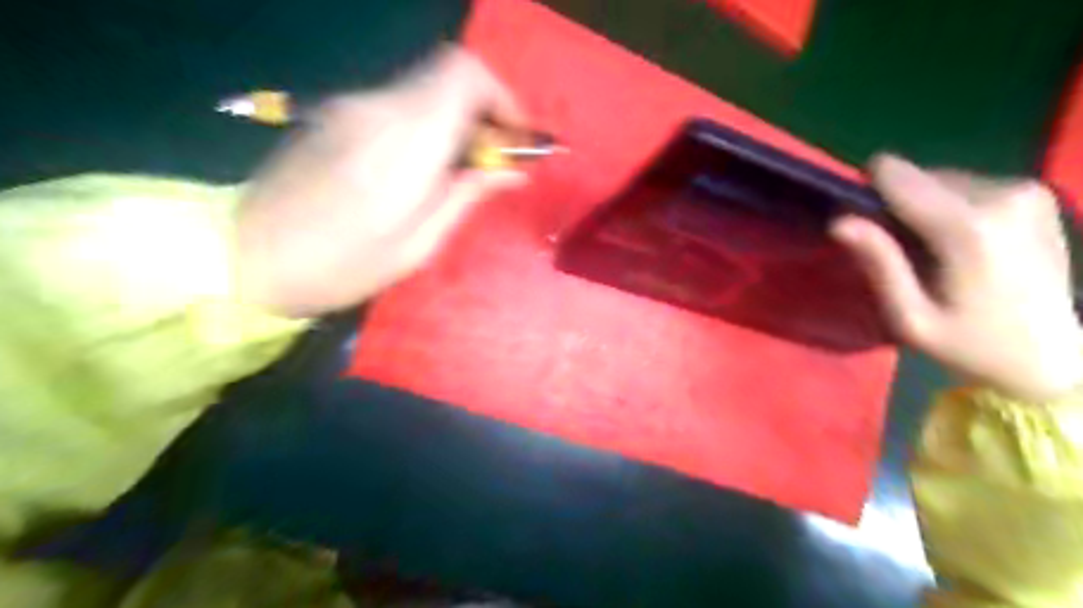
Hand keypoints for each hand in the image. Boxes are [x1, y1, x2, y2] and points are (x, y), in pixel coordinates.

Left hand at [235, 47, 528, 317]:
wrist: (244, 257)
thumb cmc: (339, 266)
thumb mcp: (418, 245)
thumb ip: (467, 195)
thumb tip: (513, 170)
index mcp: (402, 141)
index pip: (463, 74)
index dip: (502, 97)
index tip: (515, 139)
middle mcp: (377, 107)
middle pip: (449, 75)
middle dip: (485, 110)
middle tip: (497, 160)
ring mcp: (351, 106)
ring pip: (426, 89)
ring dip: (458, 119)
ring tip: (466, 170)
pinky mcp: (336, 114)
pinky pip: (401, 104)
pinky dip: (429, 123)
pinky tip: (427, 167)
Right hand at [831, 155, 1077, 401]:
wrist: (1050, 357)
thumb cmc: (968, 344)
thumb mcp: (909, 316)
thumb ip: (878, 263)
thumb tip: (839, 220)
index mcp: (968, 227)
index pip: (896, 175)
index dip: (868, 194)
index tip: (865, 227)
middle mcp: (1002, 195)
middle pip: (918, 176)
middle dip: (899, 207)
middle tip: (903, 252)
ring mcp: (1026, 191)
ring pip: (941, 180)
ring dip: (924, 208)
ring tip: (933, 252)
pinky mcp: (1037, 193)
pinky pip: (967, 186)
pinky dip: (951, 208)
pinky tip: (962, 245)